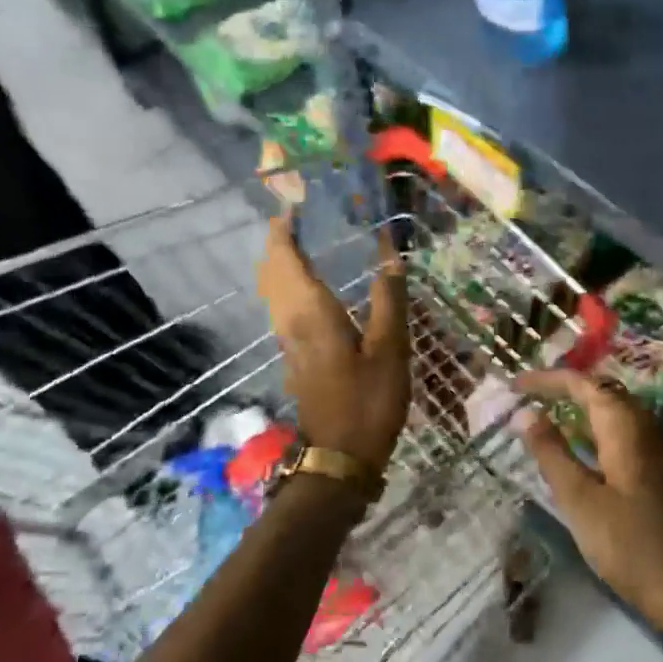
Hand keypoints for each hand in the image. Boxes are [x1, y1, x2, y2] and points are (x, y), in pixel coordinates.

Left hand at [259, 215, 409, 470]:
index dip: (283, 228)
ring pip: (273, 290)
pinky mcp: (295, 356)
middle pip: (271, 270)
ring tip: (309, 242)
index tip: (296, 203)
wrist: (340, 457)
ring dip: (282, 262)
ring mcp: (288, 341)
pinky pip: (283, 306)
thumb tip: (391, 256)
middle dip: (280, 240)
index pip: (284, 258)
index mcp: (311, 312)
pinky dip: (290, 284)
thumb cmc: (368, 402)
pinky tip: (316, 286)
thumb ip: (389, 301)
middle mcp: (290, 320)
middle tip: (305, 217)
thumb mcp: (390, 350)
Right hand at [512, 369, 662, 624]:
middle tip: (530, 395)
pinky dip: (594, 429)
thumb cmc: (627, 543)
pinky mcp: (658, 472)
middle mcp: (644, 429)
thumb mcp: (579, 499)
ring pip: (615, 412)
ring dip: (581, 407)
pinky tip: (579, 449)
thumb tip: (525, 413)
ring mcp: (656, 451)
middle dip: (566, 388)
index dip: (547, 379)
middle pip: (603, 392)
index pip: (583, 384)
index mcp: (625, 428)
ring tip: (547, 415)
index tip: (515, 384)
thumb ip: (551, 452)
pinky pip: (622, 433)